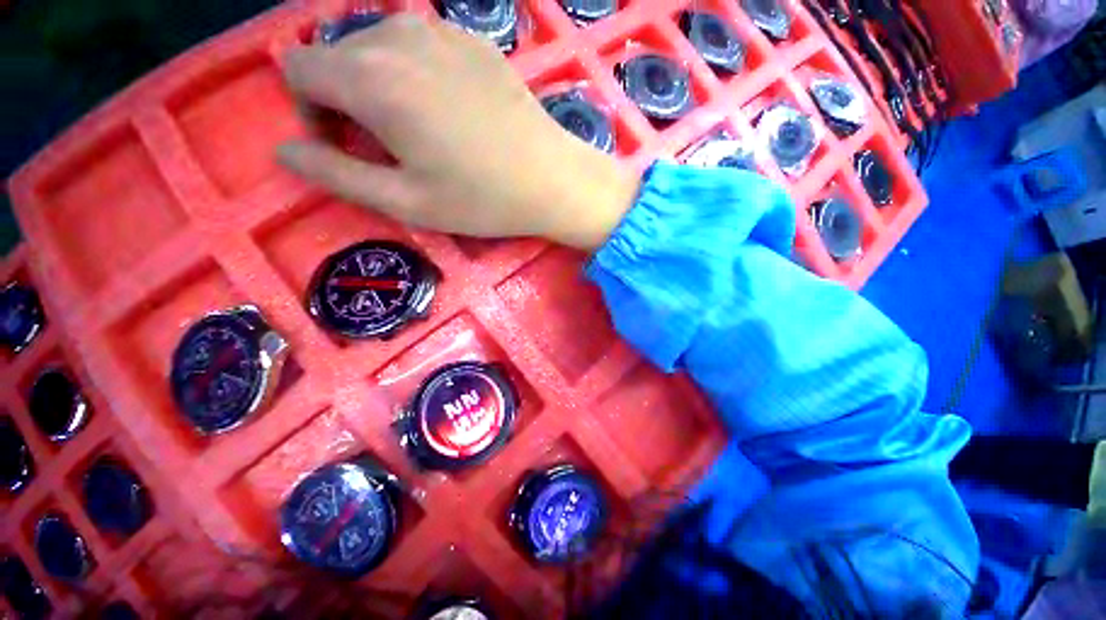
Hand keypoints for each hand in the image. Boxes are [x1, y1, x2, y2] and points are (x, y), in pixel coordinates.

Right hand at [278, 15, 638, 249]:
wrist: (552, 179)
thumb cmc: (483, 199)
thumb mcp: (405, 201)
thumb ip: (335, 174)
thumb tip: (284, 150)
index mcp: (371, 76)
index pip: (297, 70)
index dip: (311, 113)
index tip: (349, 148)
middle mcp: (397, 36)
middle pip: (336, 56)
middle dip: (345, 100)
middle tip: (390, 148)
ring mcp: (440, 29)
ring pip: (376, 47)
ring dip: (379, 86)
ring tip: (421, 132)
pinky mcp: (472, 38)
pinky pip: (418, 46)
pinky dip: (415, 74)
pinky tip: (451, 112)